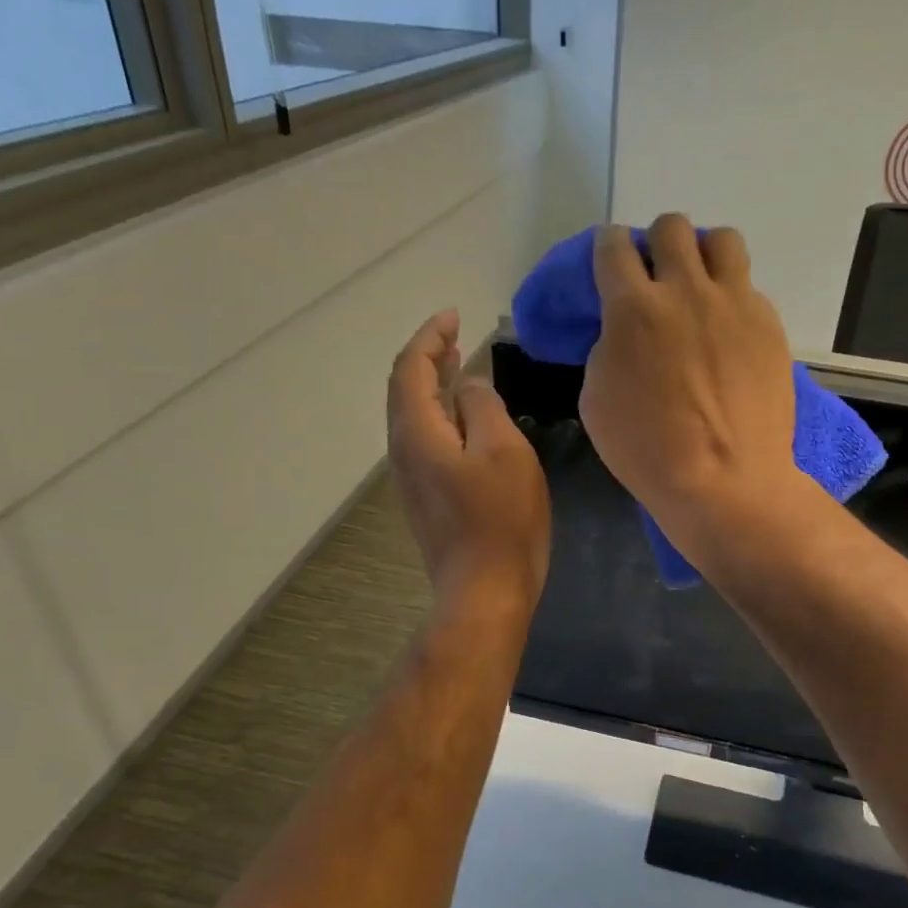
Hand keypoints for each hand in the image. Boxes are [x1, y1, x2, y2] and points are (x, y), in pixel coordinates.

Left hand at [388, 310, 549, 612]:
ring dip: (433, 385)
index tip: (454, 315)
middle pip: (405, 390)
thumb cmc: (500, 519)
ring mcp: (413, 478)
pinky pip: (427, 440)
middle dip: (428, 356)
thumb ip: (483, 407)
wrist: (486, 591)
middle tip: (455, 334)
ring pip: (415, 416)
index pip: (411, 369)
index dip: (430, 337)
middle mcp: (404, 451)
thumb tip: (467, 387)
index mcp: (417, 433)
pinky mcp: (428, 499)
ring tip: (457, 364)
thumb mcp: (503, 451)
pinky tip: (466, 418)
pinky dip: (441, 414)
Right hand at [580, 215, 797, 547]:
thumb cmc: (648, 450)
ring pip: (721, 240)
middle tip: (656, 277)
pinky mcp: (769, 325)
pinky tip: (728, 333)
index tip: (610, 260)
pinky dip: (733, 299)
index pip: (613, 246)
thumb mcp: (597, 398)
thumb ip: (608, 347)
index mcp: (634, 309)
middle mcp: (686, 291)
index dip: (608, 247)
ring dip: (703, 255)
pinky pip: (749, 288)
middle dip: (657, 243)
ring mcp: (735, 304)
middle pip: (671, 227)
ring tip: (700, 287)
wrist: (724, 480)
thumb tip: (624, 330)